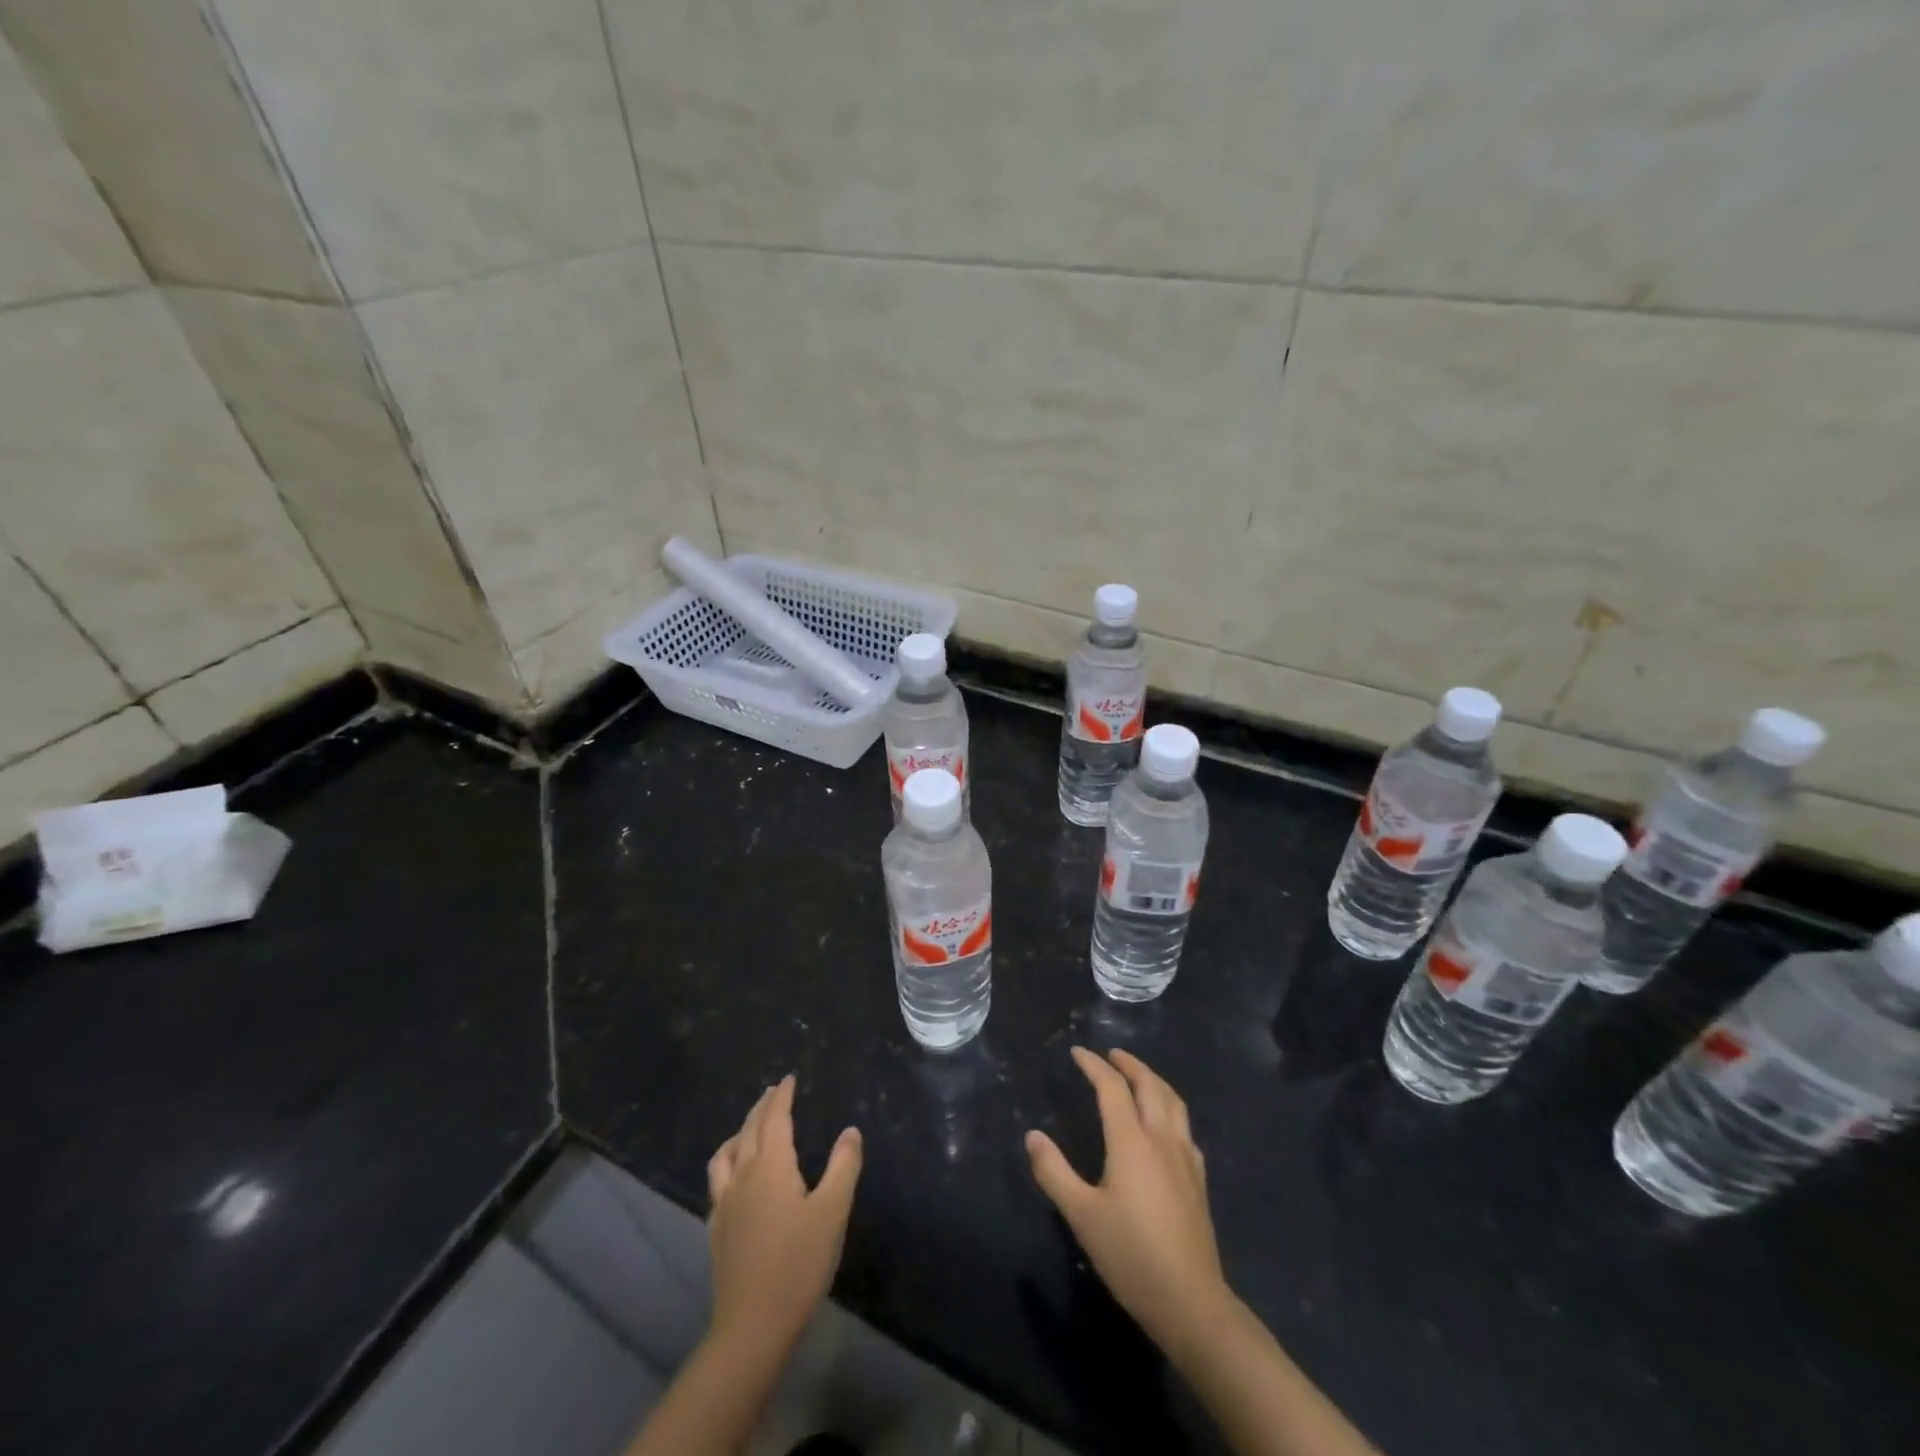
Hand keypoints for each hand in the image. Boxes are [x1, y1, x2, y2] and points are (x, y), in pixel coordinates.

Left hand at [706, 1074, 862, 1357]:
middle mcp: (743, 1175)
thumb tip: (850, 1131)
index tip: (788, 1079)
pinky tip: (735, 1178)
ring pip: (726, 1154)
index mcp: (771, 1165)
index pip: (775, 1118)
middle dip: (762, 1107)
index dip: (782, 1096)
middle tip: (773, 1092)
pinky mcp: (716, 1229)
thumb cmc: (799, 1263)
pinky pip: (718, 1181)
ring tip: (750, 1128)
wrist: (752, 1325)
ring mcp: (725, 1203)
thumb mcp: (833, 1211)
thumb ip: (843, 1166)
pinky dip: (728, 1163)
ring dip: (740, 1132)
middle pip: (749, 1130)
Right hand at [1026, 1047, 1231, 1357]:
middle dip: (1129, 1064)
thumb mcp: (1081, 1215)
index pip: (1112, 1088)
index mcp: (1131, 1141)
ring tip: (1138, 1076)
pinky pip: (1185, 1126)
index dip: (1094, 1065)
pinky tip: (1165, 1124)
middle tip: (1111, 1054)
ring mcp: (1185, 1158)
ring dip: (1153, 1080)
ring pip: (1173, 1102)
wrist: (1190, 1301)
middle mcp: (1162, 1139)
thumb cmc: (1130, 1255)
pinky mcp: (1199, 1179)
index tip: (1078, 1052)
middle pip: (1150, 1085)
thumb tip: (1033, 1136)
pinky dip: (1170, 1108)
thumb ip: (1054, 1172)